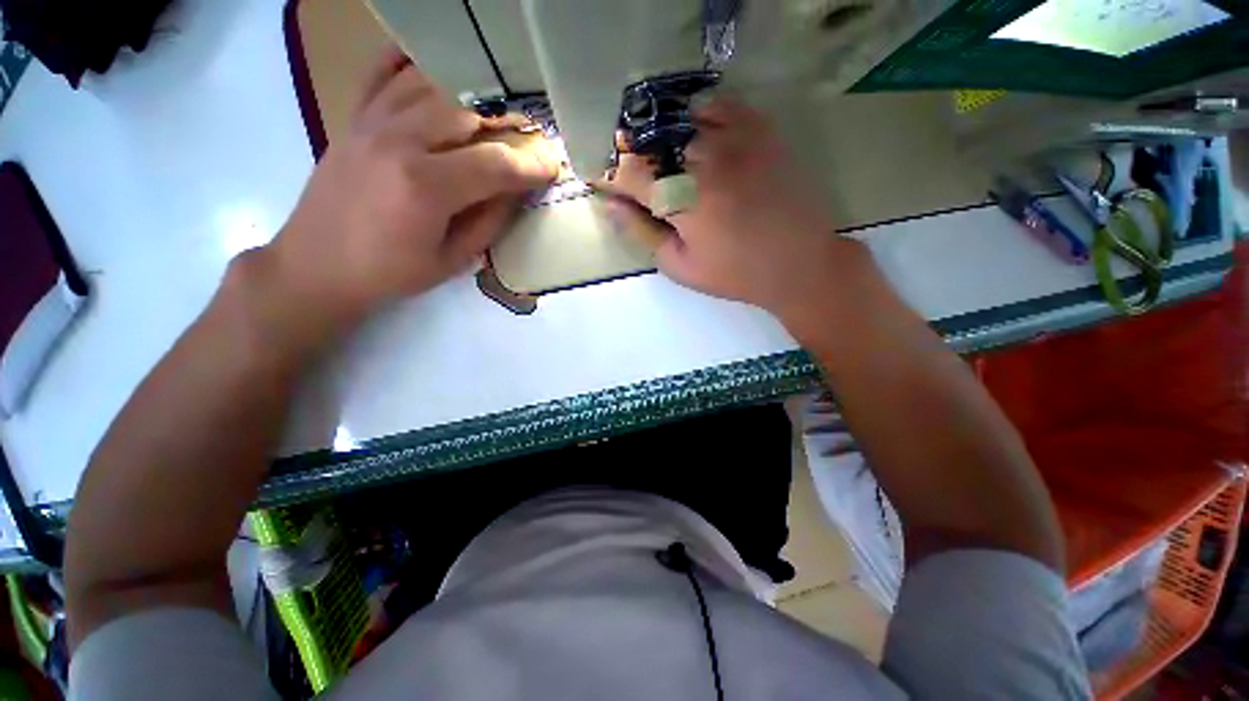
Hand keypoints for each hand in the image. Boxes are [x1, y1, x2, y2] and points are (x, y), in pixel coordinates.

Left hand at [262, 46, 557, 329]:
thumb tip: (515, 192)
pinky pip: (382, 75)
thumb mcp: (452, 260)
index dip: (531, 165)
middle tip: (528, 141)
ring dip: (472, 99)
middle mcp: (399, 142)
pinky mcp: (354, 120)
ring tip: (495, 114)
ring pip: (432, 88)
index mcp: (426, 187)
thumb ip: (489, 222)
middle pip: (468, 115)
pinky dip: (411, 65)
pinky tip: (434, 68)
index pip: (495, 164)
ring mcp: (372, 124)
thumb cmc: (390, 273)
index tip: (552, 167)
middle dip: (508, 128)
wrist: (316, 266)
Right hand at [600, 98, 870, 319]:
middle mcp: (704, 160)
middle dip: (633, 158)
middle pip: (651, 144)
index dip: (609, 176)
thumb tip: (611, 206)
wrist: (800, 263)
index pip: (628, 175)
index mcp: (681, 199)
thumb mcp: (680, 265)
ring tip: (663, 160)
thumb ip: (642, 233)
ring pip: (680, 121)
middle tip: (634, 177)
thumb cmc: (735, 273)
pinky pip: (720, 105)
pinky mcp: (761, 132)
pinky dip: (699, 114)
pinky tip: (696, 134)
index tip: (599, 181)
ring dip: (662, 138)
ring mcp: (736, 140)